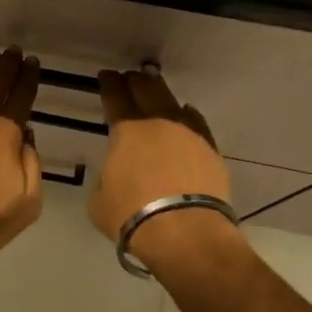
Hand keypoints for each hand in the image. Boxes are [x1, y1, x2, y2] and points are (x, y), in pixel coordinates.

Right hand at [90, 68, 243, 272]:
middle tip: (130, 78)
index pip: (115, 96)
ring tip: (156, 93)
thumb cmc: (133, 216)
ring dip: (162, 95)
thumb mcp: (99, 200)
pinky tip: (185, 117)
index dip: (109, 84)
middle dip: (136, 81)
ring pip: (174, 103)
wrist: (187, 234)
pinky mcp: (211, 151)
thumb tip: (115, 175)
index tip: (106, 76)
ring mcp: (189, 134)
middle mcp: (159, 123)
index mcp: (126, 130)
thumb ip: (106, 178)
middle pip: (147, 89)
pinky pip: (196, 124)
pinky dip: (187, 117)